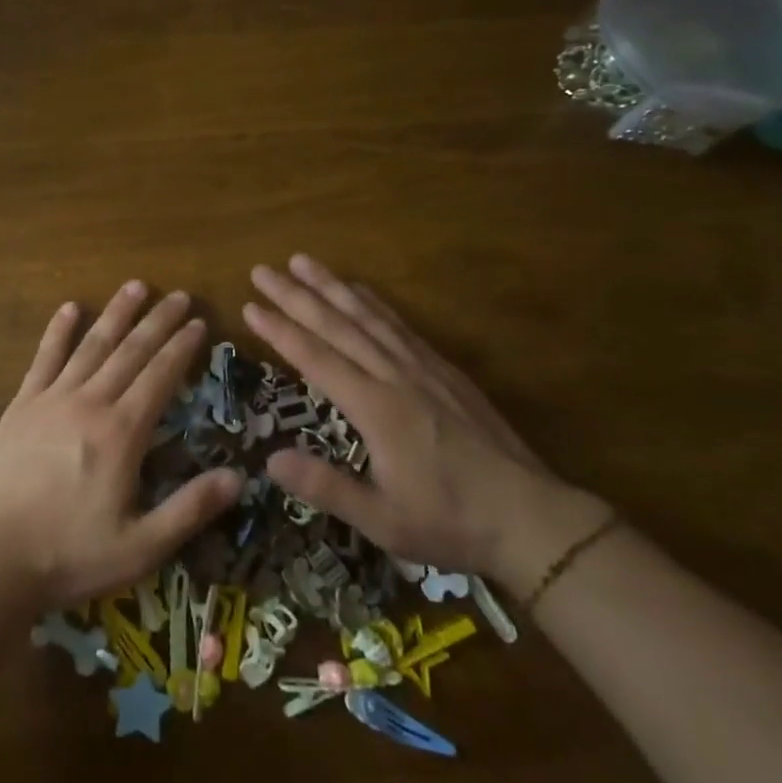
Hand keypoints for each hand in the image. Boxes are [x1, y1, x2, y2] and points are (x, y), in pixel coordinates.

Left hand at [0, 281, 243, 613]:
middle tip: (180, 296)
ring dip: (116, 313)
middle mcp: (90, 403)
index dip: (182, 348)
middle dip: (158, 321)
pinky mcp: (22, 404)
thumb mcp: (141, 547)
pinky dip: (58, 330)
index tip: (199, 323)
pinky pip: (44, 357)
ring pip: (92, 345)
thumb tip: (239, 477)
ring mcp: (52, 398)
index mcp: (122, 433)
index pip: (160, 377)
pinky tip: (69, 307)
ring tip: (136, 286)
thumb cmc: (69, 554)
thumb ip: (190, 509)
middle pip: (131, 351)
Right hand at [244, 254, 605, 587]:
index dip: (280, 330)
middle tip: (262, 270)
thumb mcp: (384, 521)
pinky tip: (359, 289)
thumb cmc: (451, 521)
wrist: (531, 516)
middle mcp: (394, 375)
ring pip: (367, 315)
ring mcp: (421, 367)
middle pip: (336, 324)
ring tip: (302, 261)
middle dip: (295, 295)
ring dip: (331, 286)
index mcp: (376, 408)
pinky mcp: (442, 368)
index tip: (250, 306)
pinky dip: (373, 301)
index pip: (316, 358)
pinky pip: (399, 324)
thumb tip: (269, 460)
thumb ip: (326, 488)